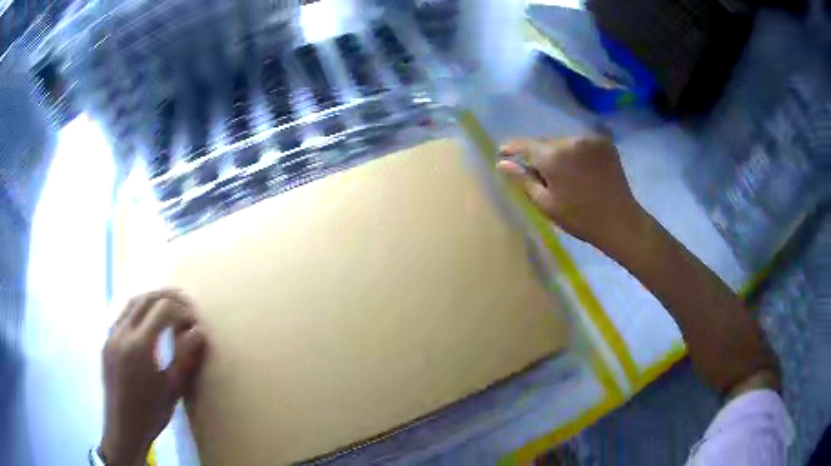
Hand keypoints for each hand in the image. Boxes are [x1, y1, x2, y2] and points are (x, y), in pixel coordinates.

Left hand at [100, 289, 207, 465]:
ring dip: (152, 299)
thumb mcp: (173, 389)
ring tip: (169, 306)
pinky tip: (148, 321)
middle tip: (186, 306)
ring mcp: (112, 334)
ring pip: (132, 302)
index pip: (163, 309)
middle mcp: (123, 332)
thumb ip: (185, 357)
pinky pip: (123, 315)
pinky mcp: (107, 340)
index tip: (194, 323)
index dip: (182, 311)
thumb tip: (199, 332)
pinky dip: (139, 310)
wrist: (123, 427)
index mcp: (140, 346)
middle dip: (169, 297)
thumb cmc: (152, 414)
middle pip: (147, 298)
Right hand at [497, 136, 646, 251]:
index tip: (503, 154)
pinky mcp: (604, 143)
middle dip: (539, 155)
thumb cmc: (580, 218)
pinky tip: (581, 171)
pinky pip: (580, 144)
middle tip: (540, 175)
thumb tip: (501, 163)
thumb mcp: (546, 204)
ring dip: (559, 154)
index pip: (524, 144)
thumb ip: (522, 180)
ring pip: (563, 142)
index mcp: (554, 156)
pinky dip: (576, 153)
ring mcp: (590, 139)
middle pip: (545, 143)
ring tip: (564, 175)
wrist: (620, 221)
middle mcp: (571, 140)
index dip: (511, 149)